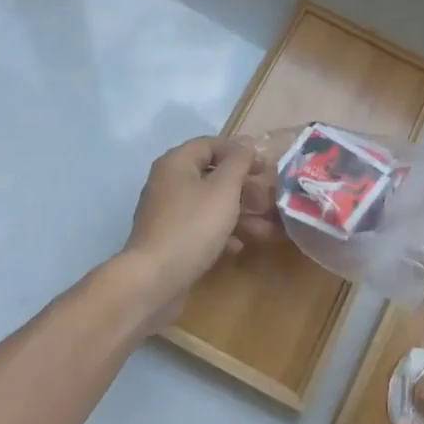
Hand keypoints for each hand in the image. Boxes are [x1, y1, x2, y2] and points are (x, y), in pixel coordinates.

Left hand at [114, 136, 264, 330]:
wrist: (153, 280)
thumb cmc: (192, 227)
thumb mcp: (223, 189)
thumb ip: (238, 162)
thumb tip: (248, 143)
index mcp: (177, 163)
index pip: (212, 144)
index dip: (241, 152)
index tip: (266, 166)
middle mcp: (169, 182)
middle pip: (212, 176)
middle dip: (244, 188)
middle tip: (270, 199)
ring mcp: (167, 212)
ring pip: (209, 204)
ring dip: (239, 214)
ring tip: (267, 229)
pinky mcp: (169, 239)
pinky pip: (200, 227)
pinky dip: (221, 233)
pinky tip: (238, 247)